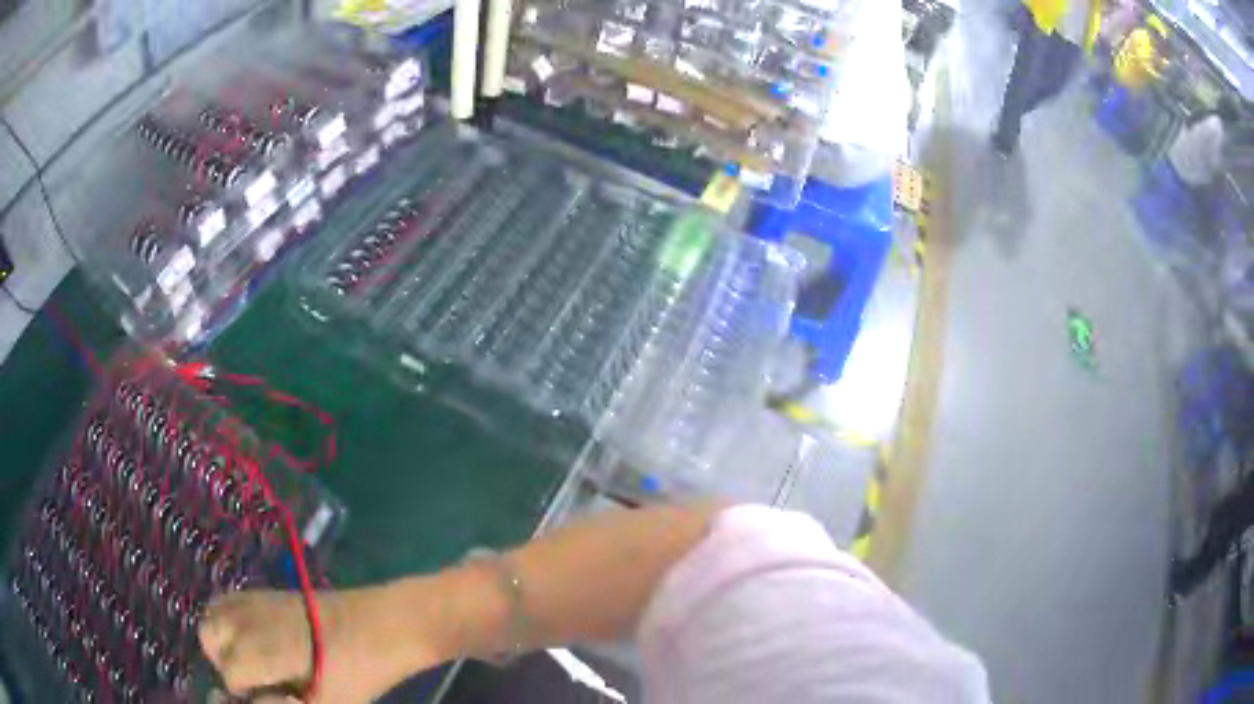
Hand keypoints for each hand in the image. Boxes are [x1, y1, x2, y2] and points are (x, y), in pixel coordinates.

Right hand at [199, 587, 428, 703]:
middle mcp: (247, 616)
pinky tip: (252, 640)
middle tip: (255, 681)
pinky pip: (226, 602)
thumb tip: (253, 700)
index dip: (245, 692)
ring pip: (212, 616)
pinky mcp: (264, 590)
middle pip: (209, 638)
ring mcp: (254, 597)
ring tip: (251, 662)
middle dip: (225, 664)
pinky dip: (227, 621)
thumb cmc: (358, 671)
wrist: (382, 625)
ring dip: (222, 641)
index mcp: (261, 647)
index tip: (273, 695)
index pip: (229, 673)